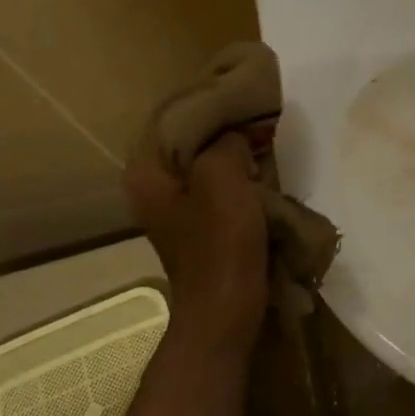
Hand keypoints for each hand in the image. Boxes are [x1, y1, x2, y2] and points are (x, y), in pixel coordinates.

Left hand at [127, 131, 268, 345]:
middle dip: (227, 135)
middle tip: (261, 125)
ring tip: (267, 148)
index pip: (176, 122)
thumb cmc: (219, 244)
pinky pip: (221, 194)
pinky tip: (265, 179)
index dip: (211, 111)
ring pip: (210, 170)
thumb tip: (236, 138)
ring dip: (238, 161)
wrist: (226, 312)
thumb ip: (225, 144)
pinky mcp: (202, 231)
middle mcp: (154, 191)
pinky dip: (242, 185)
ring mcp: (178, 213)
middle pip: (192, 146)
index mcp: (147, 176)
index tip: (246, 103)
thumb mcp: (221, 178)